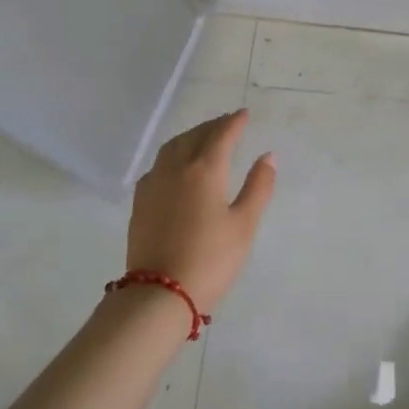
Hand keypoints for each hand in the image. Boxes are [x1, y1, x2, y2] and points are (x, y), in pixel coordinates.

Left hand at [126, 109, 275, 311]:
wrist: (159, 294)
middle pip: (195, 136)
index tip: (244, 114)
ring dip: (191, 137)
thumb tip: (267, 156)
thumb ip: (258, 187)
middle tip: (228, 123)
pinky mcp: (140, 202)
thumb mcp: (244, 225)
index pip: (222, 135)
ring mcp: (153, 184)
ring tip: (203, 138)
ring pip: (172, 147)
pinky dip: (172, 155)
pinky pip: (158, 165)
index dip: (234, 122)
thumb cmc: (211, 259)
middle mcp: (176, 168)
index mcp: (205, 169)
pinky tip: (176, 167)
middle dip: (213, 126)